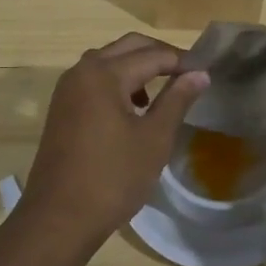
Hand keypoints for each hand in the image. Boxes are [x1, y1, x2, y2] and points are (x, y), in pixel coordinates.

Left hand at [9, 33, 207, 260]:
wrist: (59, 218)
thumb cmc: (112, 178)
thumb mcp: (154, 139)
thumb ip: (177, 100)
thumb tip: (199, 73)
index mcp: (104, 74)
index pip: (152, 55)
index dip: (182, 61)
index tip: (207, 71)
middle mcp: (81, 72)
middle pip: (127, 47)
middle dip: (159, 55)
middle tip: (188, 74)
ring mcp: (67, 90)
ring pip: (108, 61)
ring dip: (136, 67)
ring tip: (163, 92)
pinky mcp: (61, 108)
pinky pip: (94, 80)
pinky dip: (117, 82)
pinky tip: (134, 109)